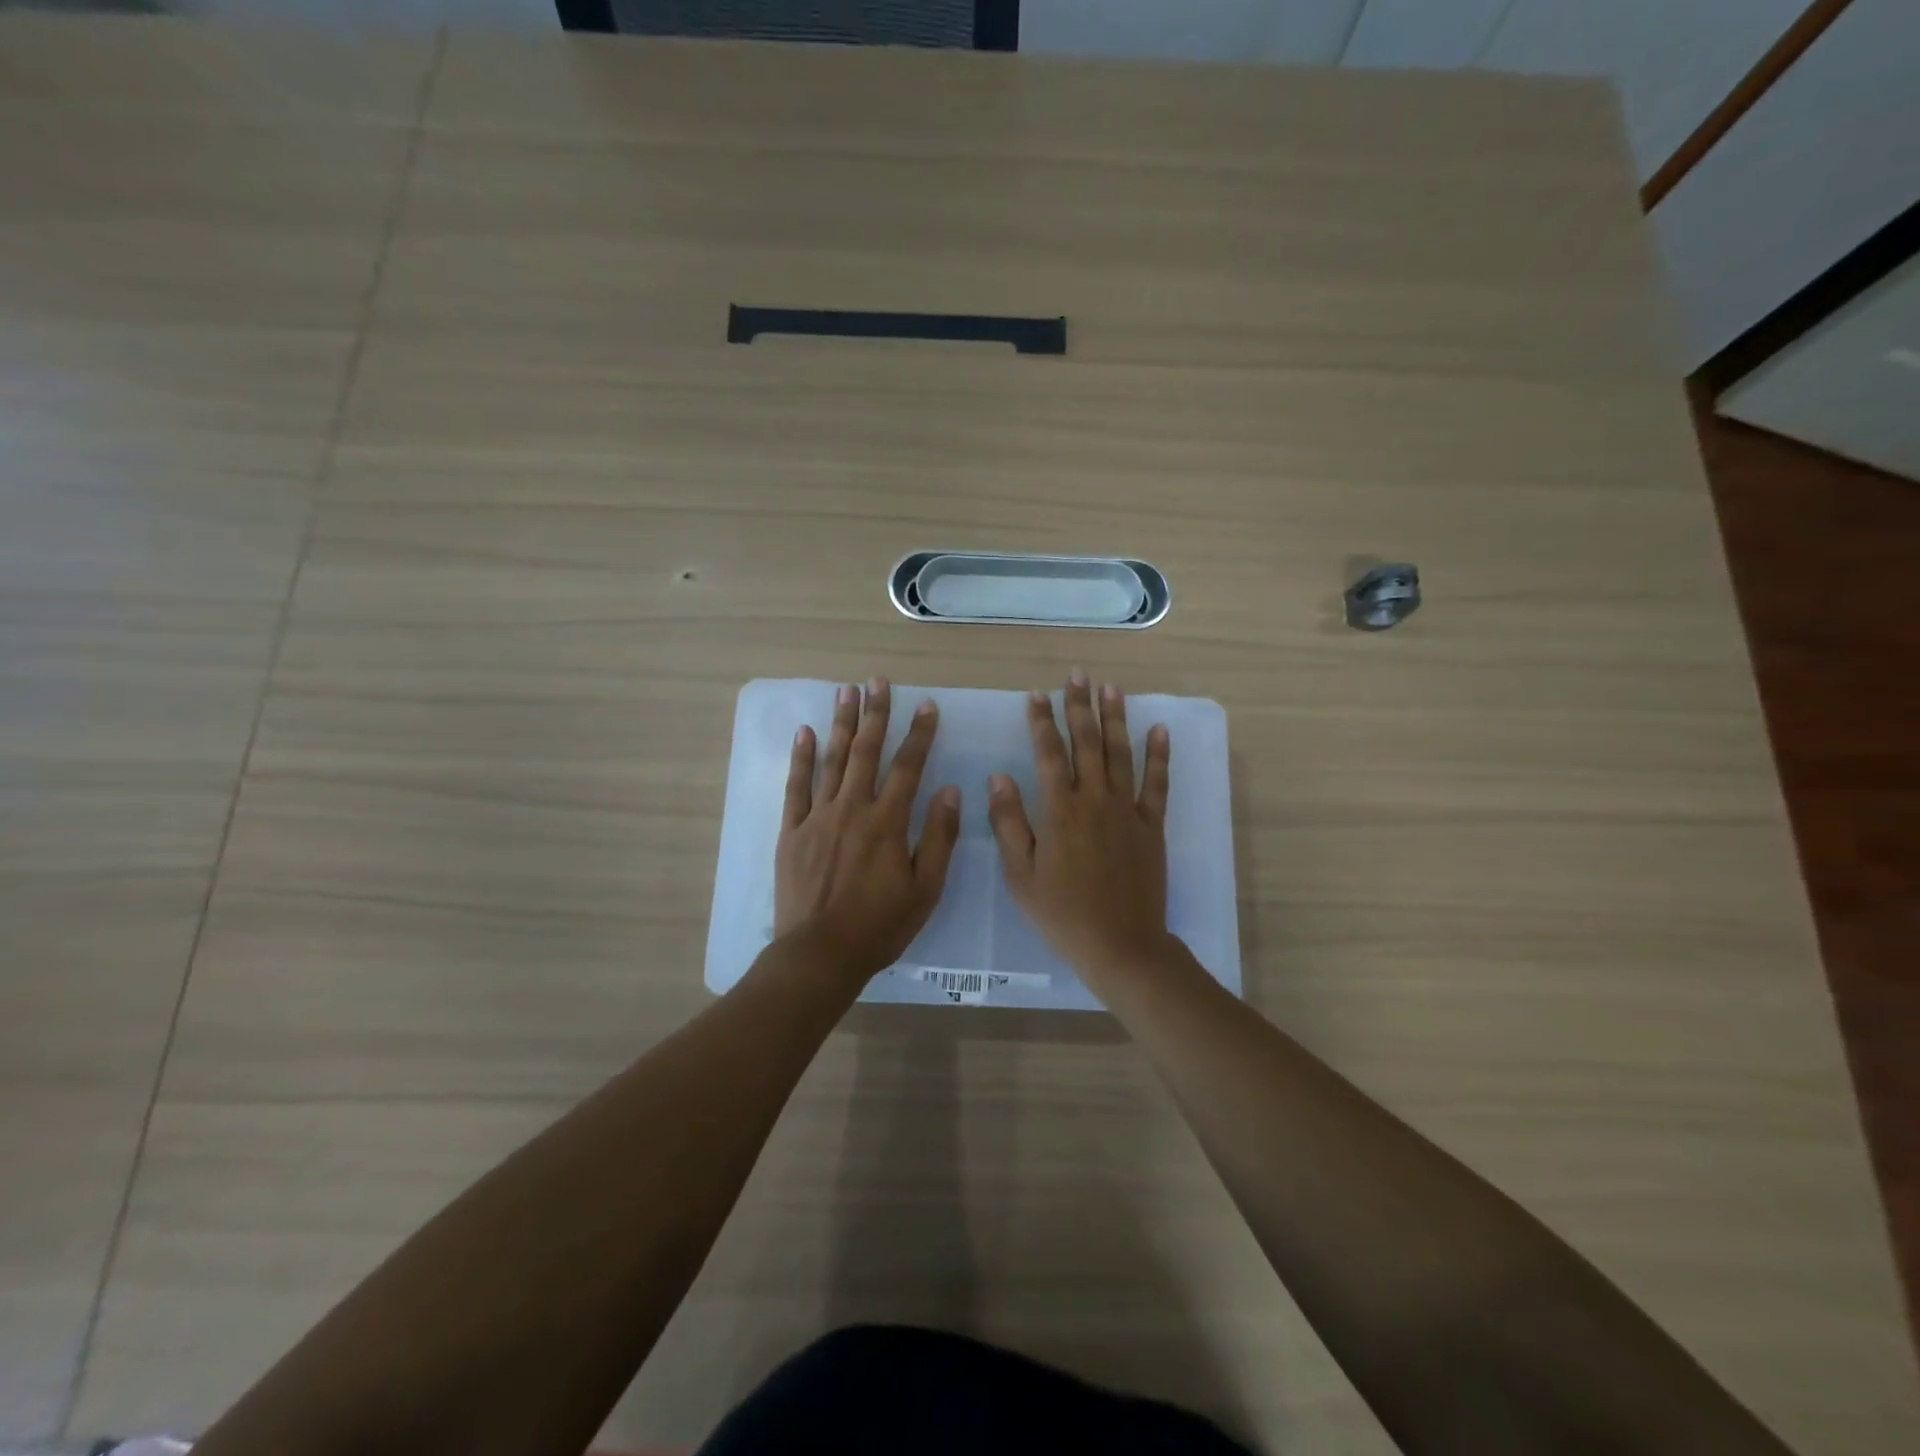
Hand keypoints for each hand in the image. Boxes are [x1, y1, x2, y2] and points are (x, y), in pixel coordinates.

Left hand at [775, 677, 960, 980]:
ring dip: (841, 724)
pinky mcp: (792, 832)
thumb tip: (950, 790)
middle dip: (875, 714)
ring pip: (832, 761)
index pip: (908, 767)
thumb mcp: (925, 888)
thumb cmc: (880, 926)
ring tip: (846, 691)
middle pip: (866, 752)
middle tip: (878, 681)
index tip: (927, 706)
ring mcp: (817, 817)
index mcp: (887, 822)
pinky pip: (796, 787)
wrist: (820, 954)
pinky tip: (804, 732)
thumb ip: (938, 837)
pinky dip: (800, 758)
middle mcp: (852, 809)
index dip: (920, 734)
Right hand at [987, 671, 1172, 986]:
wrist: (1120, 944)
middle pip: (1087, 743)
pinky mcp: (1152, 826)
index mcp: (1060, 810)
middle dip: (1079, 706)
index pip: (1048, 754)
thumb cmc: (1061, 912)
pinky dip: (1159, 755)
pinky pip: (1157, 784)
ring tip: (1111, 688)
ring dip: (1115, 719)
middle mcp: (1095, 800)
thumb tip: (998, 776)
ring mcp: (1128, 811)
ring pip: (1121, 754)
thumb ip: (1009, 822)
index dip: (1041, 722)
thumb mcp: (1021, 874)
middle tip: (1077, 675)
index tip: (1036, 695)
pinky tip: (1159, 730)